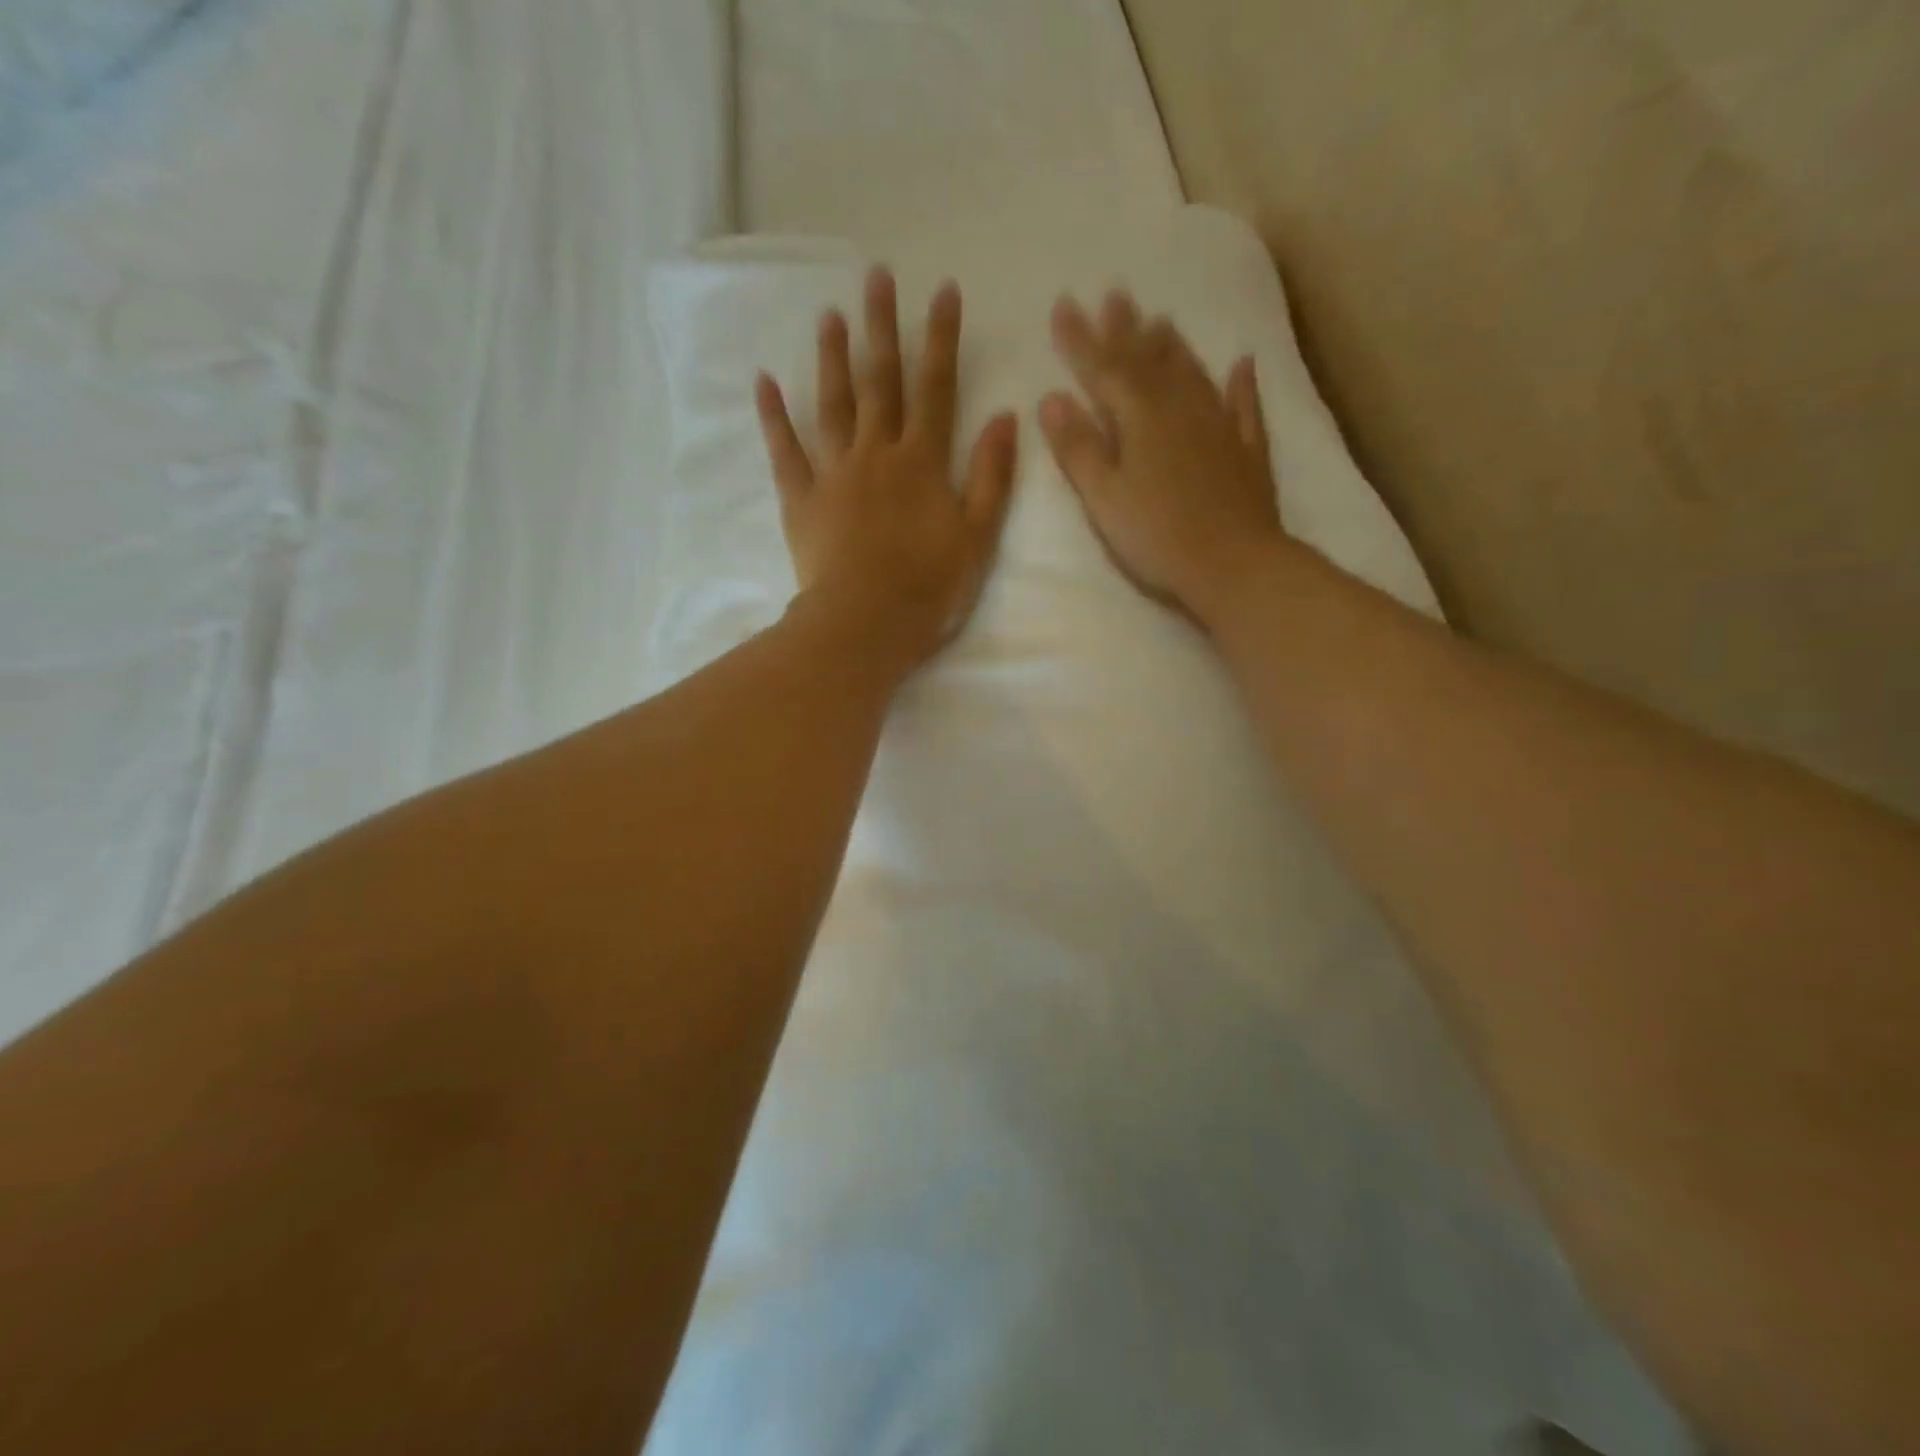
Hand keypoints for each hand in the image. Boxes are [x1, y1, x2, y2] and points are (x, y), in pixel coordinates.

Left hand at [756, 268, 1019, 675]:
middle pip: (881, 383)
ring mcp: (834, 475)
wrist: (866, 625)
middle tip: (876, 276)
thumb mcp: (977, 536)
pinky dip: (774, 417)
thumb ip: (992, 476)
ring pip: (833, 406)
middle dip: (882, 327)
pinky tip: (765, 382)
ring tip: (830, 315)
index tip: (943, 291)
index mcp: (922, 463)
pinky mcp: (802, 501)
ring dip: (833, 359)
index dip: (941, 339)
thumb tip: (1005, 417)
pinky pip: (786, 452)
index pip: (936, 389)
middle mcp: (877, 454)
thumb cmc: (929, 588)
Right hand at [1040, 291, 1288, 624]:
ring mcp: (1220, 427)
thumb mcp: (1104, 497)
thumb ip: (1078, 448)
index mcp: (1141, 418)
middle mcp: (1182, 409)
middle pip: (1149, 361)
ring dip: (1173, 346)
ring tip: (1161, 320)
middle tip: (1113, 293)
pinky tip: (1241, 364)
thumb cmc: (1157, 536)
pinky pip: (1244, 406)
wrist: (1234, 564)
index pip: (1103, 369)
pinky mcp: (1247, 452)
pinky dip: (1242, 384)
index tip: (1063, 304)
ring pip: (1193, 374)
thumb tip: (1051, 398)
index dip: (1080, 339)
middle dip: (1126, 329)